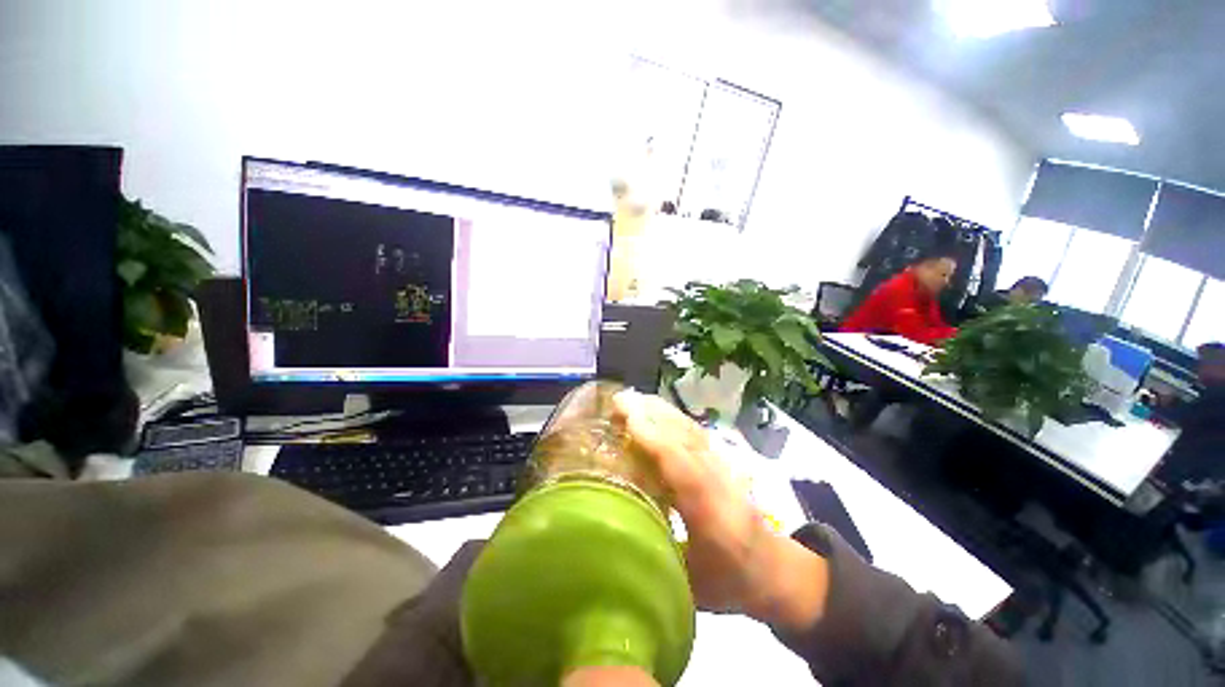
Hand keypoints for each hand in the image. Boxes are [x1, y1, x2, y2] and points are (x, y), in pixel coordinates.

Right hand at [612, 391, 827, 631]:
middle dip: (651, 414)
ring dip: (661, 411)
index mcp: (711, 513)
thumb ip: (656, 556)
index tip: (624, 418)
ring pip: (690, 429)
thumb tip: (617, 533)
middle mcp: (719, 479)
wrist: (778, 570)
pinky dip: (671, 418)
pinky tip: (655, 413)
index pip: (680, 465)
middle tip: (618, 401)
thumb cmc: (732, 583)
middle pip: (685, 436)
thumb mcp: (691, 586)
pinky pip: (693, 433)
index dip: (652, 439)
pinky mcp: (722, 461)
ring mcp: (723, 466)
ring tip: (631, 401)